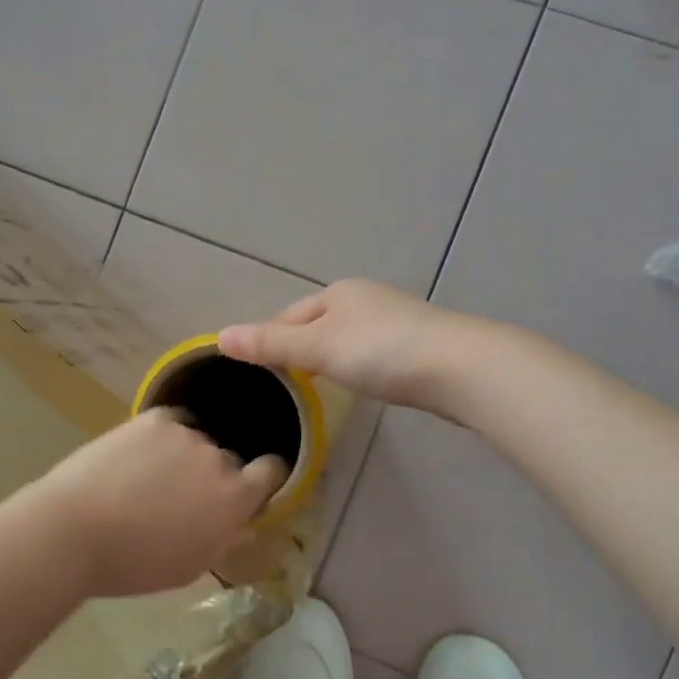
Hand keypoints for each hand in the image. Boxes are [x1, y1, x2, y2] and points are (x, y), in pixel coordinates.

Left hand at [27, 409, 288, 599]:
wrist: (73, 531)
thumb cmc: (134, 564)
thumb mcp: (189, 567)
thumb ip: (225, 541)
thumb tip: (246, 525)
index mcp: (235, 499)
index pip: (273, 471)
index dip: (265, 477)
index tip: (251, 486)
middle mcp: (219, 459)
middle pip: (230, 460)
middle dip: (216, 475)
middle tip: (183, 495)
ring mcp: (187, 434)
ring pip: (198, 441)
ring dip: (186, 456)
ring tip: (150, 477)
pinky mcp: (155, 418)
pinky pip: (174, 422)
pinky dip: (163, 437)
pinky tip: (139, 456)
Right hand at [218, 279, 487, 416]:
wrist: (458, 367)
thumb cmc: (380, 352)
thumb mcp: (317, 347)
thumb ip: (271, 344)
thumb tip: (220, 336)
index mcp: (339, 293)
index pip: (290, 315)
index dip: (271, 339)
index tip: (259, 371)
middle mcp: (367, 299)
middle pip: (320, 324)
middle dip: (302, 348)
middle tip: (288, 384)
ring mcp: (396, 320)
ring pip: (349, 338)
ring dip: (333, 357)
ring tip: (322, 386)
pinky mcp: (419, 344)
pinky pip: (375, 352)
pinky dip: (362, 366)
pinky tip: (366, 383)